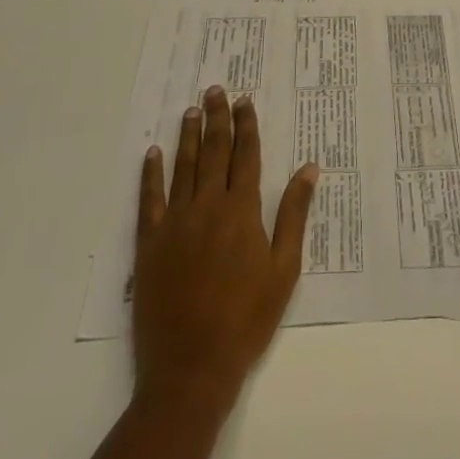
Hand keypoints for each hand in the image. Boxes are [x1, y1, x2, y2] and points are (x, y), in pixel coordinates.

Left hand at [132, 86, 317, 409]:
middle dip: (217, 118)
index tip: (244, 100)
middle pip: (214, 151)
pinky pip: (149, 199)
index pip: (246, 155)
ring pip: (184, 167)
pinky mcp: (150, 243)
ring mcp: (176, 222)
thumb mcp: (283, 269)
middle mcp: (208, 205)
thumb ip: (294, 214)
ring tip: (190, 110)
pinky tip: (152, 153)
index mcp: (242, 210)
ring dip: (188, 136)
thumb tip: (310, 168)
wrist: (191, 368)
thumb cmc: (246, 319)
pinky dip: (151, 174)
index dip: (246, 125)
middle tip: (215, 90)